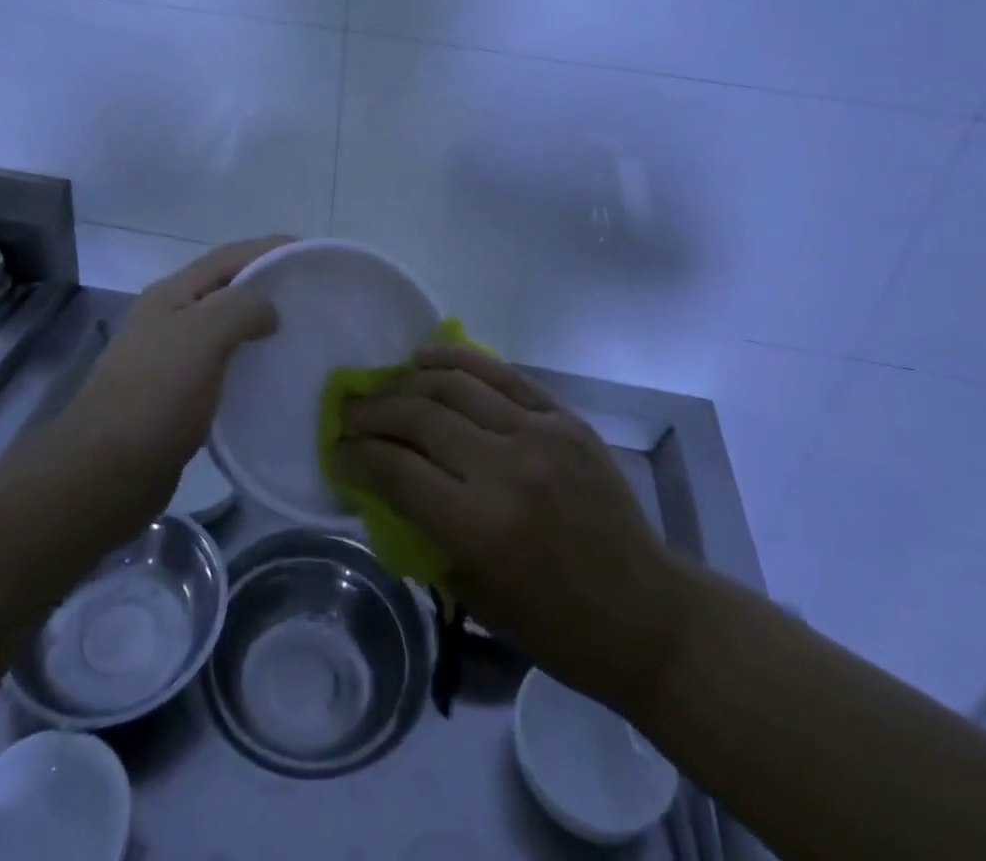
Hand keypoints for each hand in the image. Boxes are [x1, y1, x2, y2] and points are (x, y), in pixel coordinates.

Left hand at [45, 236, 287, 530]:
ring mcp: (171, 359)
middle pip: (227, 289)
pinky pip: (223, 367)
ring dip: (260, 325)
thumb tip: (269, 311)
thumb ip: (241, 308)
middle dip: (268, 284)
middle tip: (313, 295)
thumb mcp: (201, 335)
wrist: (105, 474)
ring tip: (302, 332)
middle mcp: (170, 318)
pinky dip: (250, 363)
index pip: (229, 257)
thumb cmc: (155, 395)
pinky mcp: (178, 397)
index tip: (312, 253)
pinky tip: (273, 376)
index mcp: (171, 295)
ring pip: (225, 329)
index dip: (270, 248)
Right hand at [335, 345, 688, 712]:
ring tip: (383, 384)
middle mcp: (506, 467)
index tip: (338, 451)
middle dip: (372, 412)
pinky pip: (501, 374)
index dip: (357, 456)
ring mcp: (540, 434)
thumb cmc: (557, 627)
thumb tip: (386, 482)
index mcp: (481, 526)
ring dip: (406, 381)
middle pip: (418, 417)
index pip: (396, 470)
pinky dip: (457, 360)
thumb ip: (426, 531)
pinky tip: (427, 357)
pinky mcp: (564, 417)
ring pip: (454, 384)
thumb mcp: (475, 596)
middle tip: (349, 413)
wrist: (647, 613)